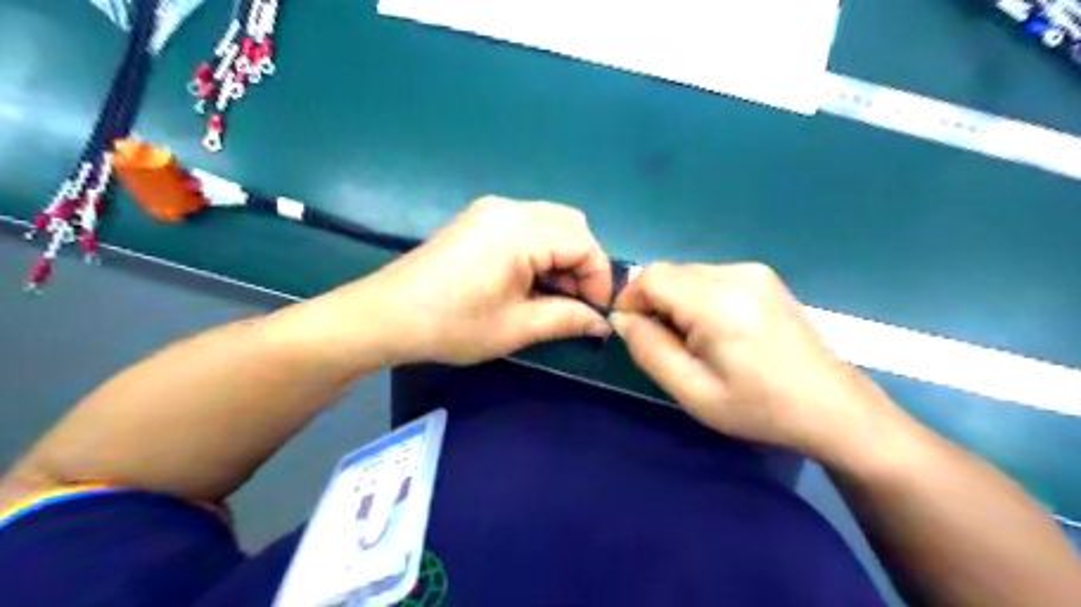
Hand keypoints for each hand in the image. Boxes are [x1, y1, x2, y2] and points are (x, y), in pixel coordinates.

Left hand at [303, 196, 616, 367]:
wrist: (386, 315)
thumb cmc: (451, 325)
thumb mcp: (515, 328)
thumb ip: (567, 319)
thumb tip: (601, 323)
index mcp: (519, 232)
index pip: (584, 244)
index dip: (599, 279)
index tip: (595, 313)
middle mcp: (509, 209)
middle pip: (572, 225)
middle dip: (584, 264)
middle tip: (575, 302)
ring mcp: (491, 209)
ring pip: (552, 222)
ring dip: (564, 256)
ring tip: (553, 295)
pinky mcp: (479, 218)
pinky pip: (529, 224)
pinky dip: (542, 249)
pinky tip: (530, 279)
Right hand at [612, 261, 900, 459]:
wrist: (830, 406)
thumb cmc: (758, 407)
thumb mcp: (692, 391)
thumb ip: (649, 349)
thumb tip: (622, 319)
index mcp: (718, 303)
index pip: (652, 277)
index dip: (630, 299)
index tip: (632, 332)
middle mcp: (736, 275)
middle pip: (670, 272)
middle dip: (653, 303)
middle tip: (664, 343)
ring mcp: (754, 272)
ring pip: (689, 273)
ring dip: (676, 300)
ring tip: (693, 340)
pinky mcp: (764, 277)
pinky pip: (712, 277)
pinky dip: (698, 298)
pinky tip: (716, 329)